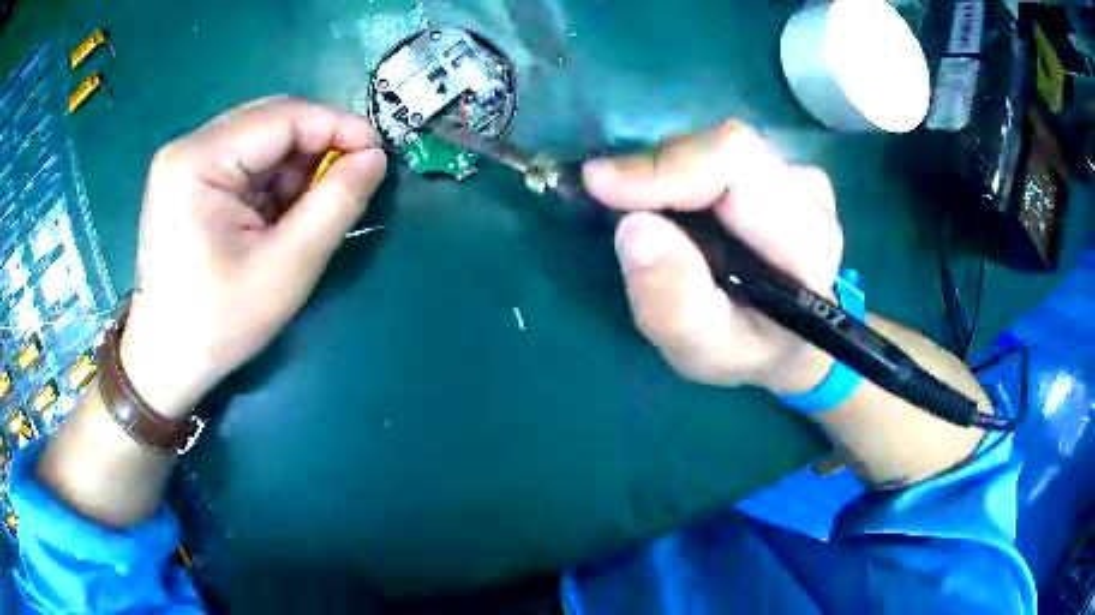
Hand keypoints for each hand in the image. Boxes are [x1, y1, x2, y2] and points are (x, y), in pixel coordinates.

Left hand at [119, 97, 387, 418]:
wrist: (167, 360)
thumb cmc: (219, 322)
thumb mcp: (287, 268)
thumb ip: (336, 205)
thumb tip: (375, 157)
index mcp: (198, 160)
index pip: (282, 117)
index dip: (338, 127)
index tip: (378, 154)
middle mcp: (187, 147)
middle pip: (270, 121)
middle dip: (317, 146)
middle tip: (351, 179)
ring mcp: (184, 161)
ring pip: (261, 138)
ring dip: (296, 165)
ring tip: (313, 206)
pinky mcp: (188, 178)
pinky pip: (245, 160)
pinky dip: (274, 180)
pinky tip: (282, 212)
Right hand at [584, 121, 841, 395]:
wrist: (788, 340)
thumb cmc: (749, 350)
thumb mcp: (705, 351)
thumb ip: (672, 304)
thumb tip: (632, 227)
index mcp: (807, 239)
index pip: (735, 163)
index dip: (664, 165)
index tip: (599, 185)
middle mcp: (810, 193)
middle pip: (722, 147)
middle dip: (657, 170)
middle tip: (614, 204)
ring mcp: (798, 173)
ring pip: (715, 146)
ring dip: (668, 174)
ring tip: (651, 217)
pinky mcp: (781, 167)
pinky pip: (718, 152)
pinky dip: (681, 173)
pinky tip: (678, 210)